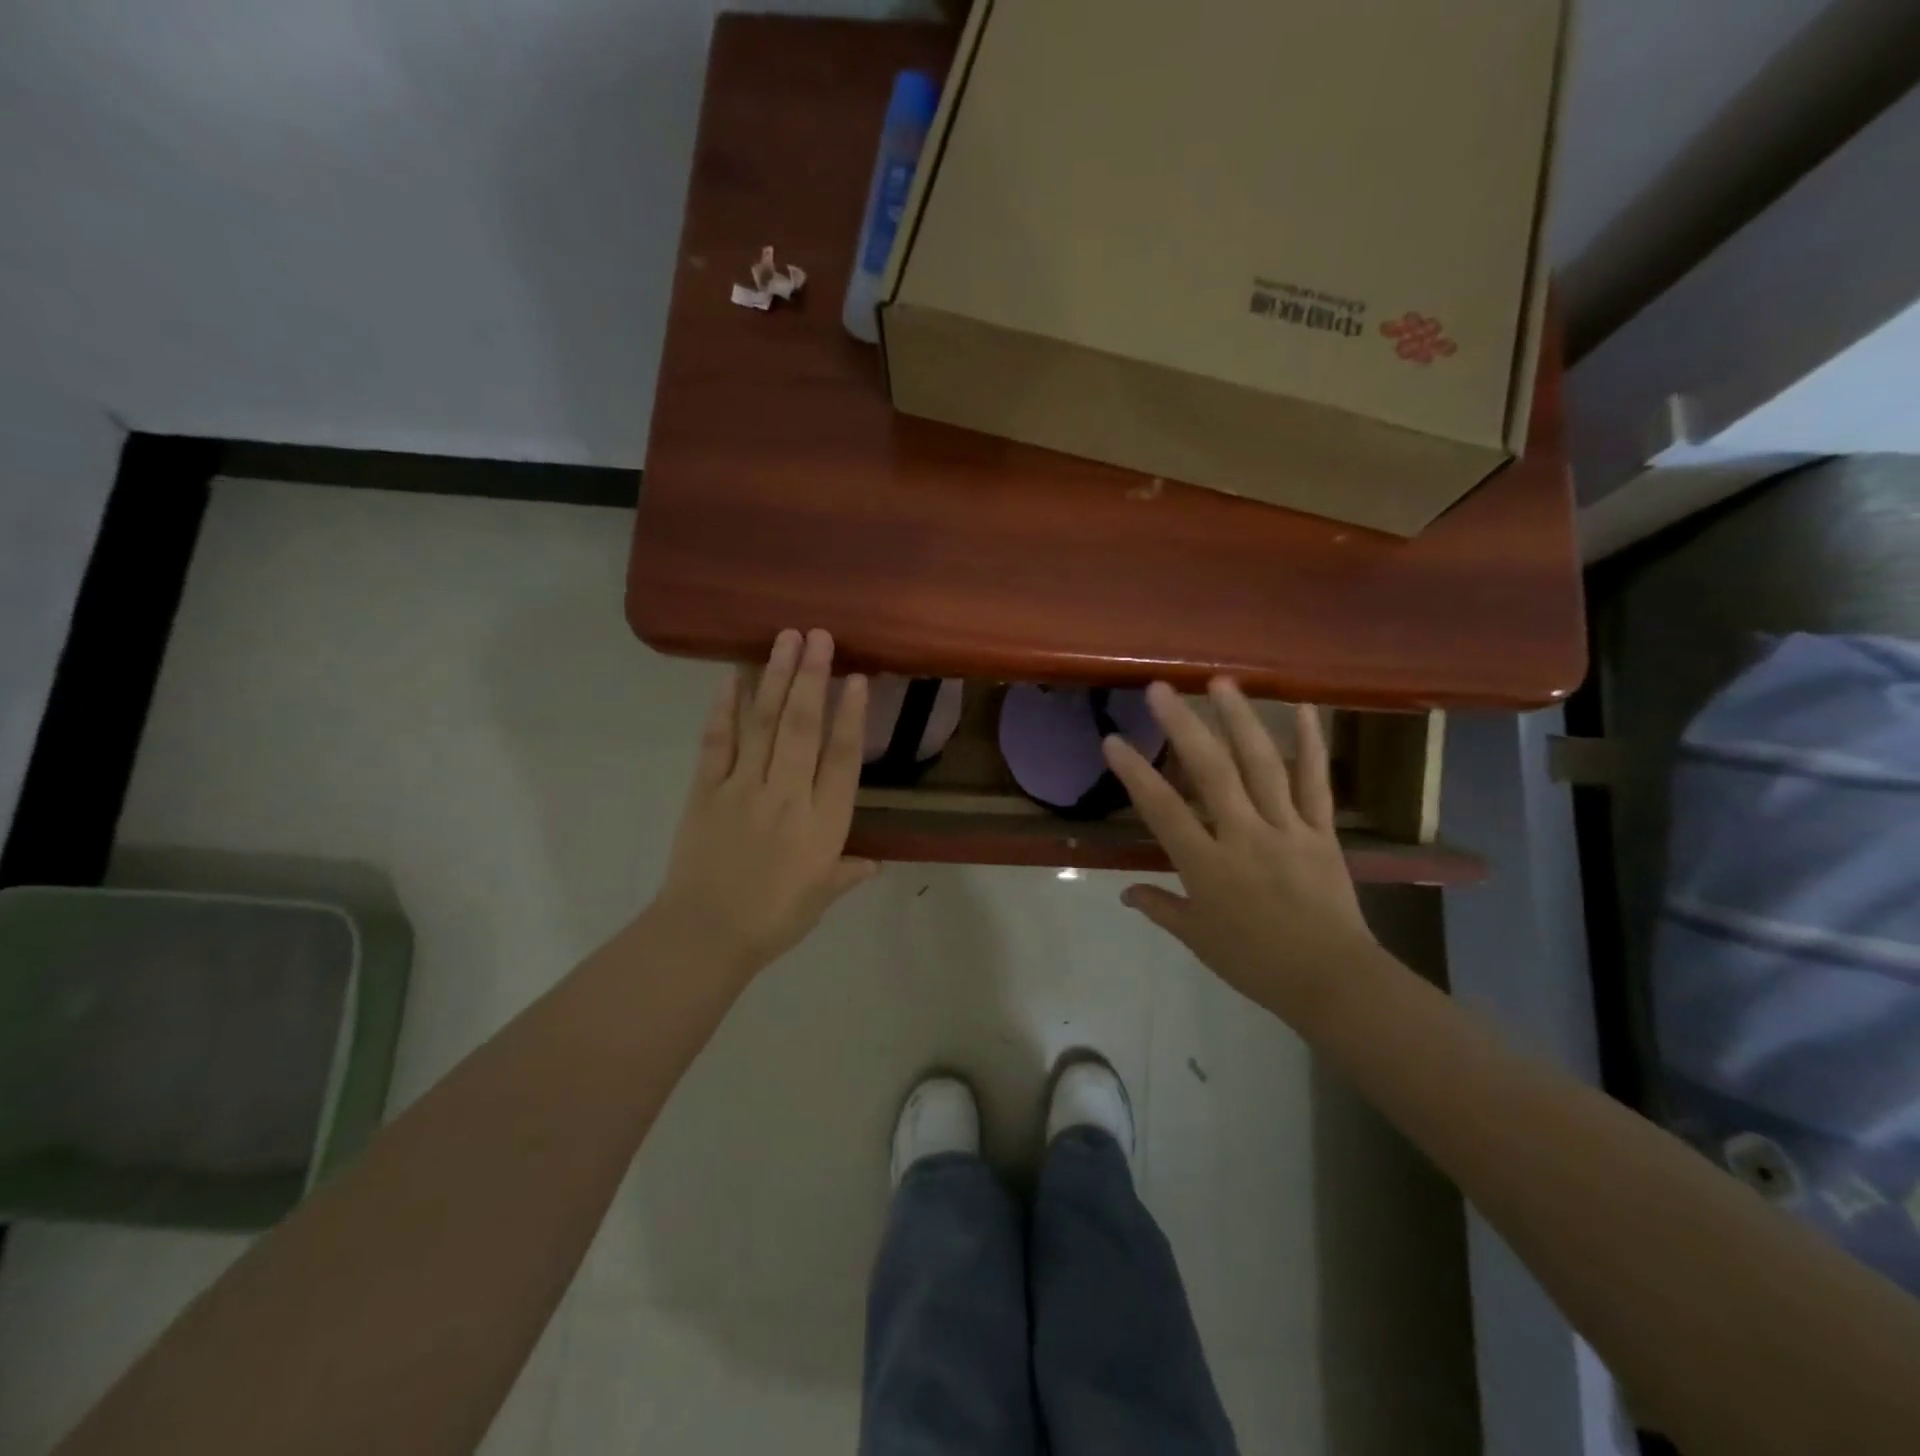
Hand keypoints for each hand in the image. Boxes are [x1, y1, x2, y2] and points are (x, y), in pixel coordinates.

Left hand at [652, 629, 878, 980]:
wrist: (704, 936)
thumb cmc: (773, 919)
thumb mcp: (821, 898)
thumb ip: (848, 872)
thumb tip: (874, 862)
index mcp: (823, 825)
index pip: (841, 759)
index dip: (850, 716)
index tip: (856, 678)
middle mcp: (786, 797)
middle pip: (802, 728)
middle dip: (811, 678)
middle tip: (818, 636)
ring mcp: (742, 789)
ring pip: (763, 725)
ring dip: (775, 679)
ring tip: (785, 640)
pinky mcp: (706, 790)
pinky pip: (717, 742)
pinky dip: (725, 708)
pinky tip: (732, 678)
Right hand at [1102, 680, 1378, 1022]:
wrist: (1332, 980)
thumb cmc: (1256, 963)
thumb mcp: (1198, 938)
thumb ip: (1161, 908)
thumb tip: (1125, 892)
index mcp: (1208, 866)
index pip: (1163, 810)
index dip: (1136, 774)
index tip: (1113, 741)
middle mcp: (1244, 836)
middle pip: (1211, 773)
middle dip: (1183, 726)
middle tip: (1161, 688)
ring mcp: (1286, 829)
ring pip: (1261, 765)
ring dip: (1240, 719)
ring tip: (1220, 682)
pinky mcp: (1321, 830)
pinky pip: (1314, 782)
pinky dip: (1310, 744)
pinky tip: (1303, 708)